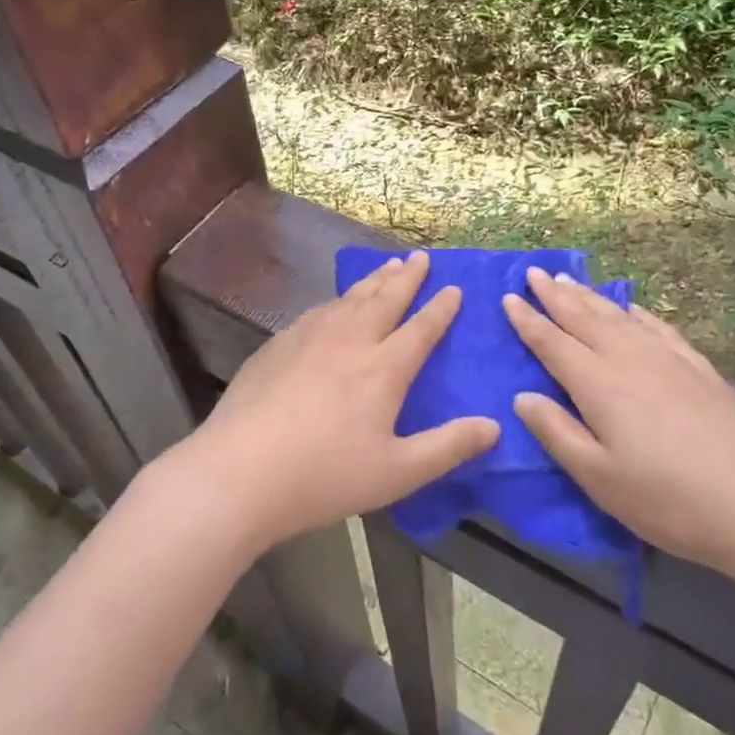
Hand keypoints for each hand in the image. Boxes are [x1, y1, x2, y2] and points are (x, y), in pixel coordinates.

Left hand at [169, 251, 499, 551]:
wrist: (239, 472)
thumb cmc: (325, 475)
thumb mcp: (398, 472)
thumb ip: (448, 447)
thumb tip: (494, 426)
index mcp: (383, 368)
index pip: (420, 328)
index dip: (440, 308)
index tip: (454, 288)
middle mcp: (349, 340)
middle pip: (384, 299)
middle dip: (406, 278)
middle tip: (420, 258)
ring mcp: (308, 338)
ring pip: (349, 299)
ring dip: (373, 281)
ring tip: (386, 267)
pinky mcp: (277, 346)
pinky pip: (317, 311)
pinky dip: (337, 300)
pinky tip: (334, 304)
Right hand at [503, 269, 734, 587]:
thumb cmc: (668, 500)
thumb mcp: (598, 478)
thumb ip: (556, 432)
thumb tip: (522, 396)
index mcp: (599, 384)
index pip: (553, 343)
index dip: (528, 320)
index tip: (508, 297)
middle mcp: (630, 360)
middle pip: (584, 318)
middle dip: (555, 295)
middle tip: (532, 272)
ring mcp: (669, 360)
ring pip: (620, 316)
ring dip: (591, 297)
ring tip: (570, 280)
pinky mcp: (700, 370)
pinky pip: (659, 327)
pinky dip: (638, 312)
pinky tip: (633, 309)